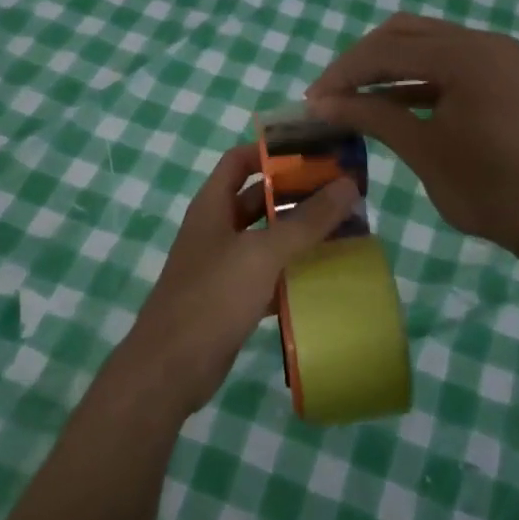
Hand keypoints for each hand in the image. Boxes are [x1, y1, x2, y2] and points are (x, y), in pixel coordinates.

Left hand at [110, 144, 358, 418]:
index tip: (313, 151)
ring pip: (266, 239)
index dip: (272, 151)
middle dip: (296, 193)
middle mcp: (216, 229)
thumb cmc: (212, 297)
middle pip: (258, 198)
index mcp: (212, 206)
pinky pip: (268, 275)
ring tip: (344, 229)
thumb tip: (347, 184)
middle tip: (341, 192)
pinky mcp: (232, 299)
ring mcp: (223, 265)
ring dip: (299, 234)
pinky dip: (292, 272)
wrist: (171, 368)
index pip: (240, 160)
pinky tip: (325, 276)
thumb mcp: (262, 253)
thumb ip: (306, 221)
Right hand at [307, 13, 518, 266]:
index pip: (386, 49)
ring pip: (428, 44)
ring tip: (355, 98)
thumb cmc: (493, 190)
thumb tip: (322, 102)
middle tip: (331, 95)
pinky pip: (451, 63)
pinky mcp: (507, 76)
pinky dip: (418, 78)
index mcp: (464, 55)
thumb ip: (373, 116)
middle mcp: (483, 42)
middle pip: (405, 33)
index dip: (343, 73)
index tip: (312, 101)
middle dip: (362, 61)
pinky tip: (394, 103)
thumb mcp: (424, 151)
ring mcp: (500, 57)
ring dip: (389, 66)